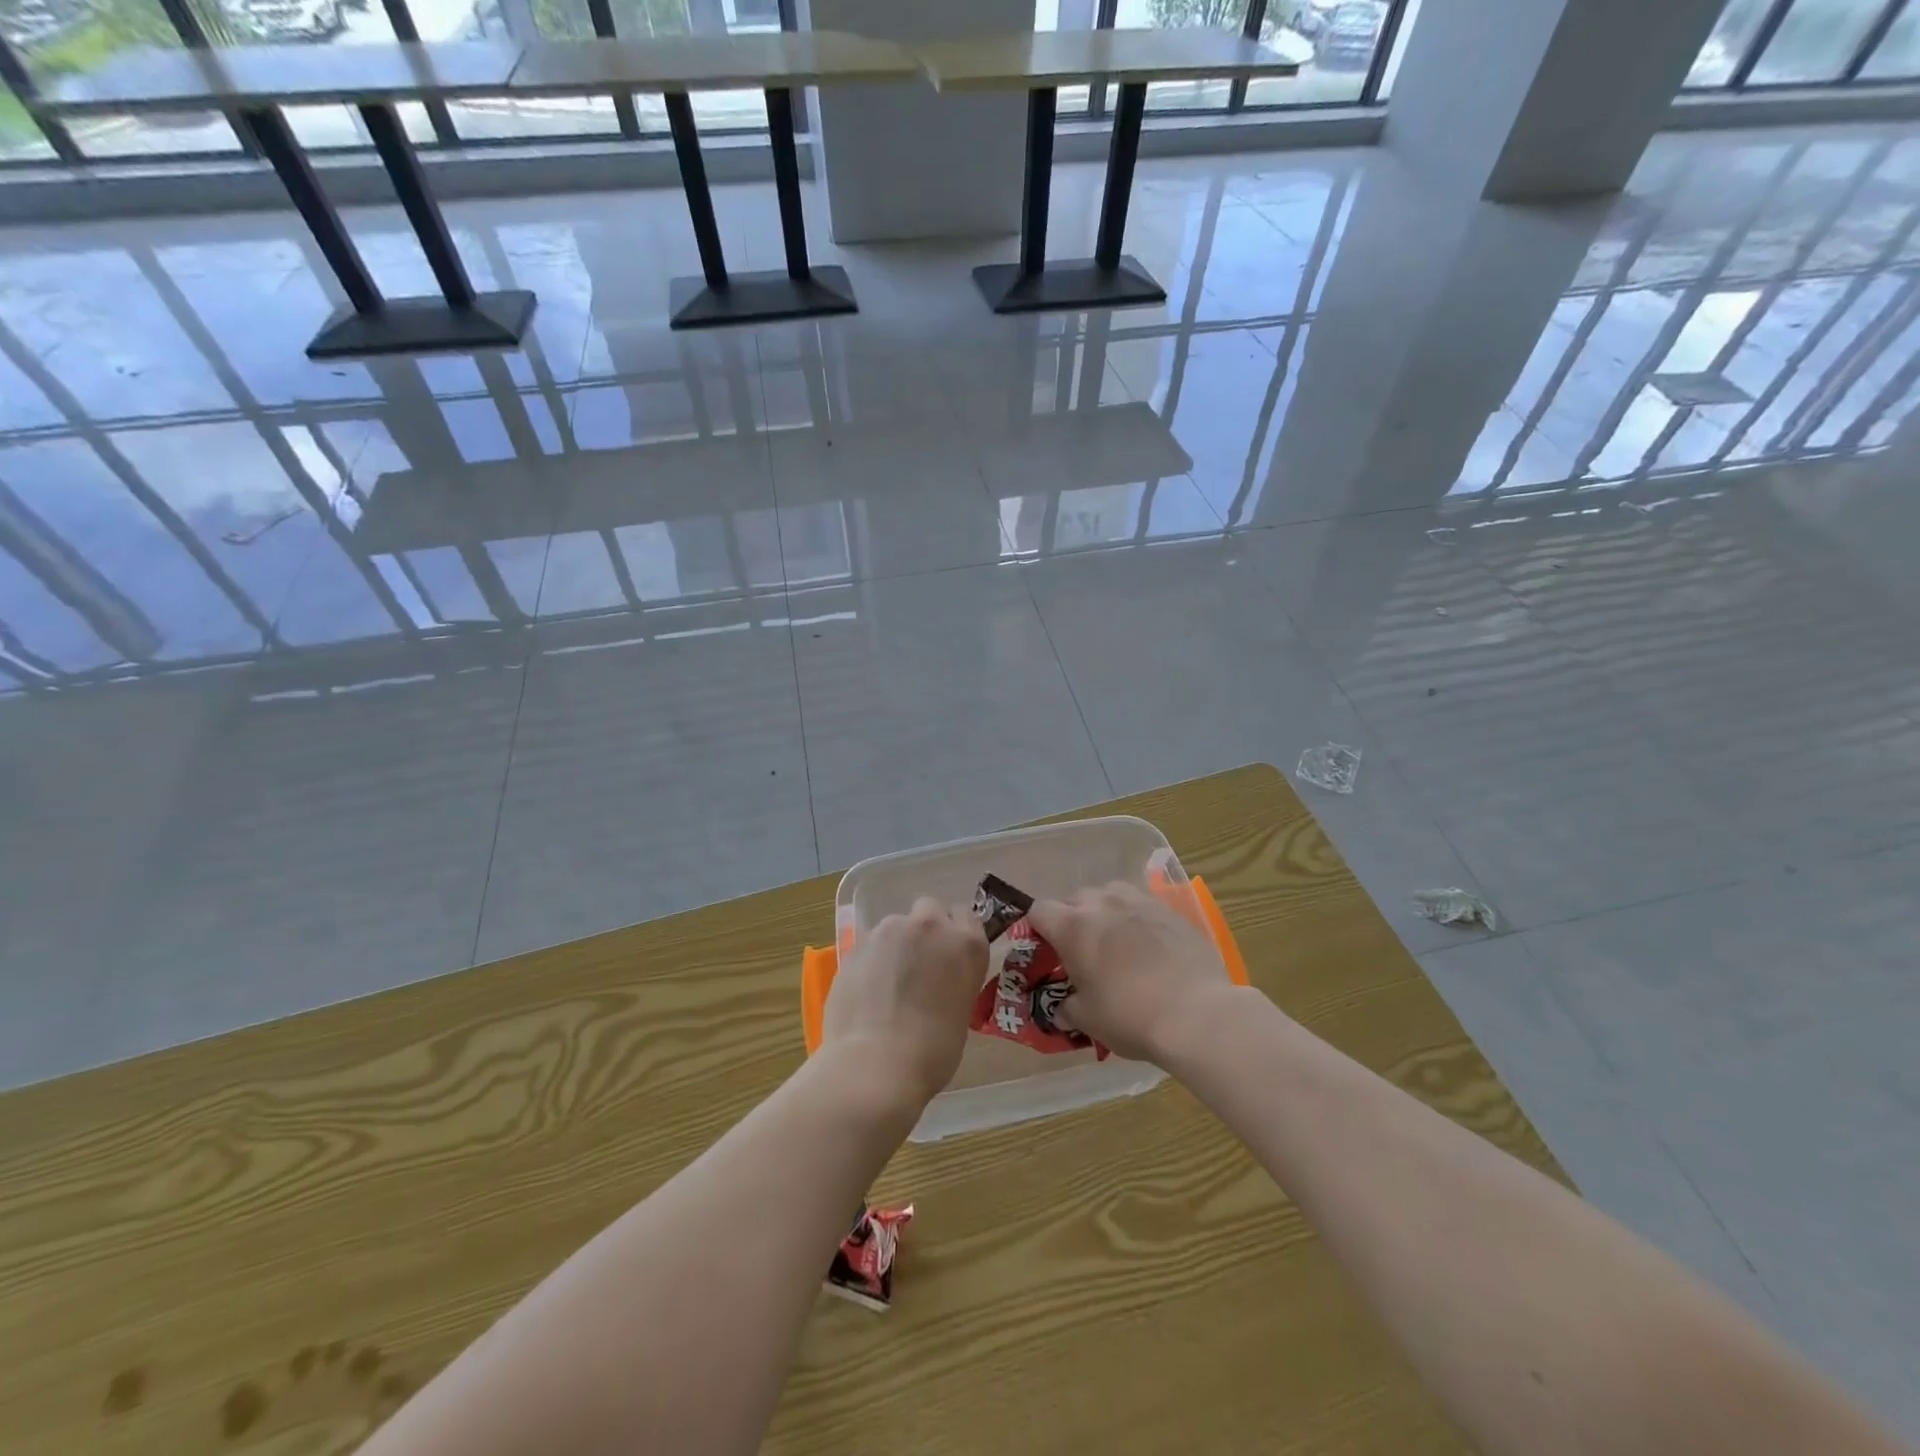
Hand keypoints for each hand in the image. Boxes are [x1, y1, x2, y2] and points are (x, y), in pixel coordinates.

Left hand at [822, 897, 987, 1107]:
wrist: (876, 1065)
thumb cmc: (933, 1052)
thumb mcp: (961, 1011)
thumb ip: (953, 979)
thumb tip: (937, 980)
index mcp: (966, 943)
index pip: (966, 917)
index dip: (956, 936)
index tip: (949, 957)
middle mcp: (930, 926)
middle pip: (929, 909)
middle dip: (925, 930)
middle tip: (919, 965)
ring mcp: (889, 931)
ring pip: (895, 926)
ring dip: (896, 945)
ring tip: (888, 984)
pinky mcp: (856, 945)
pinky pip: (870, 946)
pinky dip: (871, 962)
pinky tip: (867, 994)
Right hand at [1029, 881, 1234, 1064]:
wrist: (1197, 1014)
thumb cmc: (1130, 1016)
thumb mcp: (1087, 1020)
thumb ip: (1068, 1008)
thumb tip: (1062, 1009)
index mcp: (1072, 927)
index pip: (1039, 910)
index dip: (1038, 928)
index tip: (1046, 950)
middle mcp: (1102, 903)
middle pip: (1075, 898)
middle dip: (1073, 920)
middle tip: (1083, 952)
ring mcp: (1139, 901)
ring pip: (1110, 894)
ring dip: (1106, 912)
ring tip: (1117, 942)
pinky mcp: (1170, 909)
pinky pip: (1142, 905)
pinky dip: (1137, 919)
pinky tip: (1150, 945)